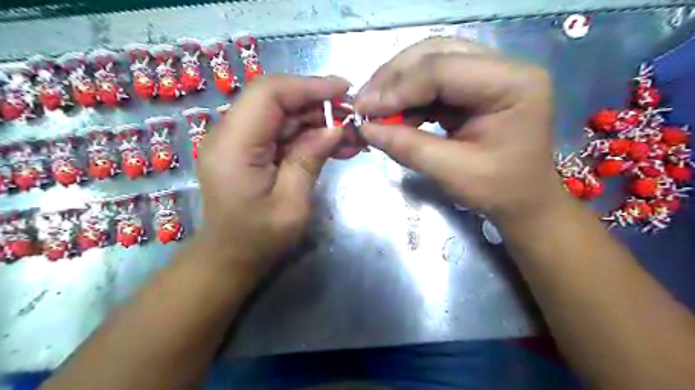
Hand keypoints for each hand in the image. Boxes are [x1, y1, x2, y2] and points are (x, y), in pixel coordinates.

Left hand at [197, 76, 350, 274]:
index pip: (268, 94)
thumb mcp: (291, 205)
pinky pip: (280, 131)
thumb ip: (309, 160)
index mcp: (234, 146)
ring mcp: (237, 140)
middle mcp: (229, 134)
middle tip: (352, 116)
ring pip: (281, 114)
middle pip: (275, 99)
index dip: (308, 85)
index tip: (344, 90)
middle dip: (317, 103)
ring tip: (349, 134)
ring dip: (316, 120)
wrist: (230, 258)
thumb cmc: (259, 239)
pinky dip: (307, 134)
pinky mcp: (248, 149)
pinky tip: (333, 144)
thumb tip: (334, 127)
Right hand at [355, 38, 566, 222]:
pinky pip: (433, 80)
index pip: (443, 70)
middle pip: (436, 54)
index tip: (362, 111)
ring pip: (431, 62)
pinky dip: (408, 96)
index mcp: (512, 84)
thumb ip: (408, 147)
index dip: (397, 89)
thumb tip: (365, 128)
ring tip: (374, 109)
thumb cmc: (499, 191)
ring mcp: (490, 73)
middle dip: (393, 78)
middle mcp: (504, 67)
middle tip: (364, 104)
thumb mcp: (453, 173)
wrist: (524, 201)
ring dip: (397, 84)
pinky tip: (394, 114)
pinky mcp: (475, 86)